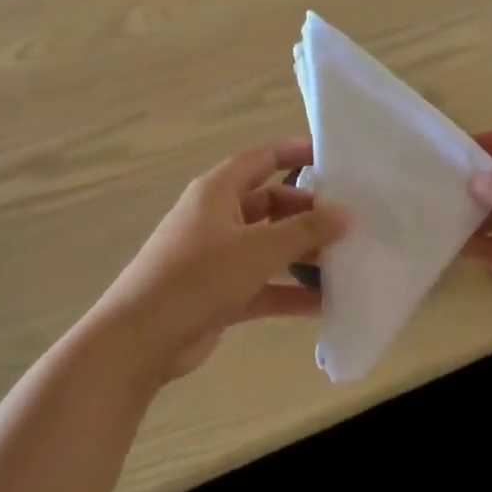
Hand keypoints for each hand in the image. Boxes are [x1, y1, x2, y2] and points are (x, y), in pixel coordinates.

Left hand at [90, 139, 348, 383]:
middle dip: (308, 213)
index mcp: (217, 192)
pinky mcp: (222, 294)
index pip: (260, 160)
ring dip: (303, 255)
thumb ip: (305, 232)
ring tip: (347, 261)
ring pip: (270, 247)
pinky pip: (265, 285)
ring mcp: (219, 258)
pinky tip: (326, 303)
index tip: (330, 157)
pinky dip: (291, 291)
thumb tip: (346, 216)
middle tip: (349, 222)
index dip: (293, 153)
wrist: (142, 339)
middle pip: (271, 205)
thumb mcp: (257, 249)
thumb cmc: (198, 277)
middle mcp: (218, 218)